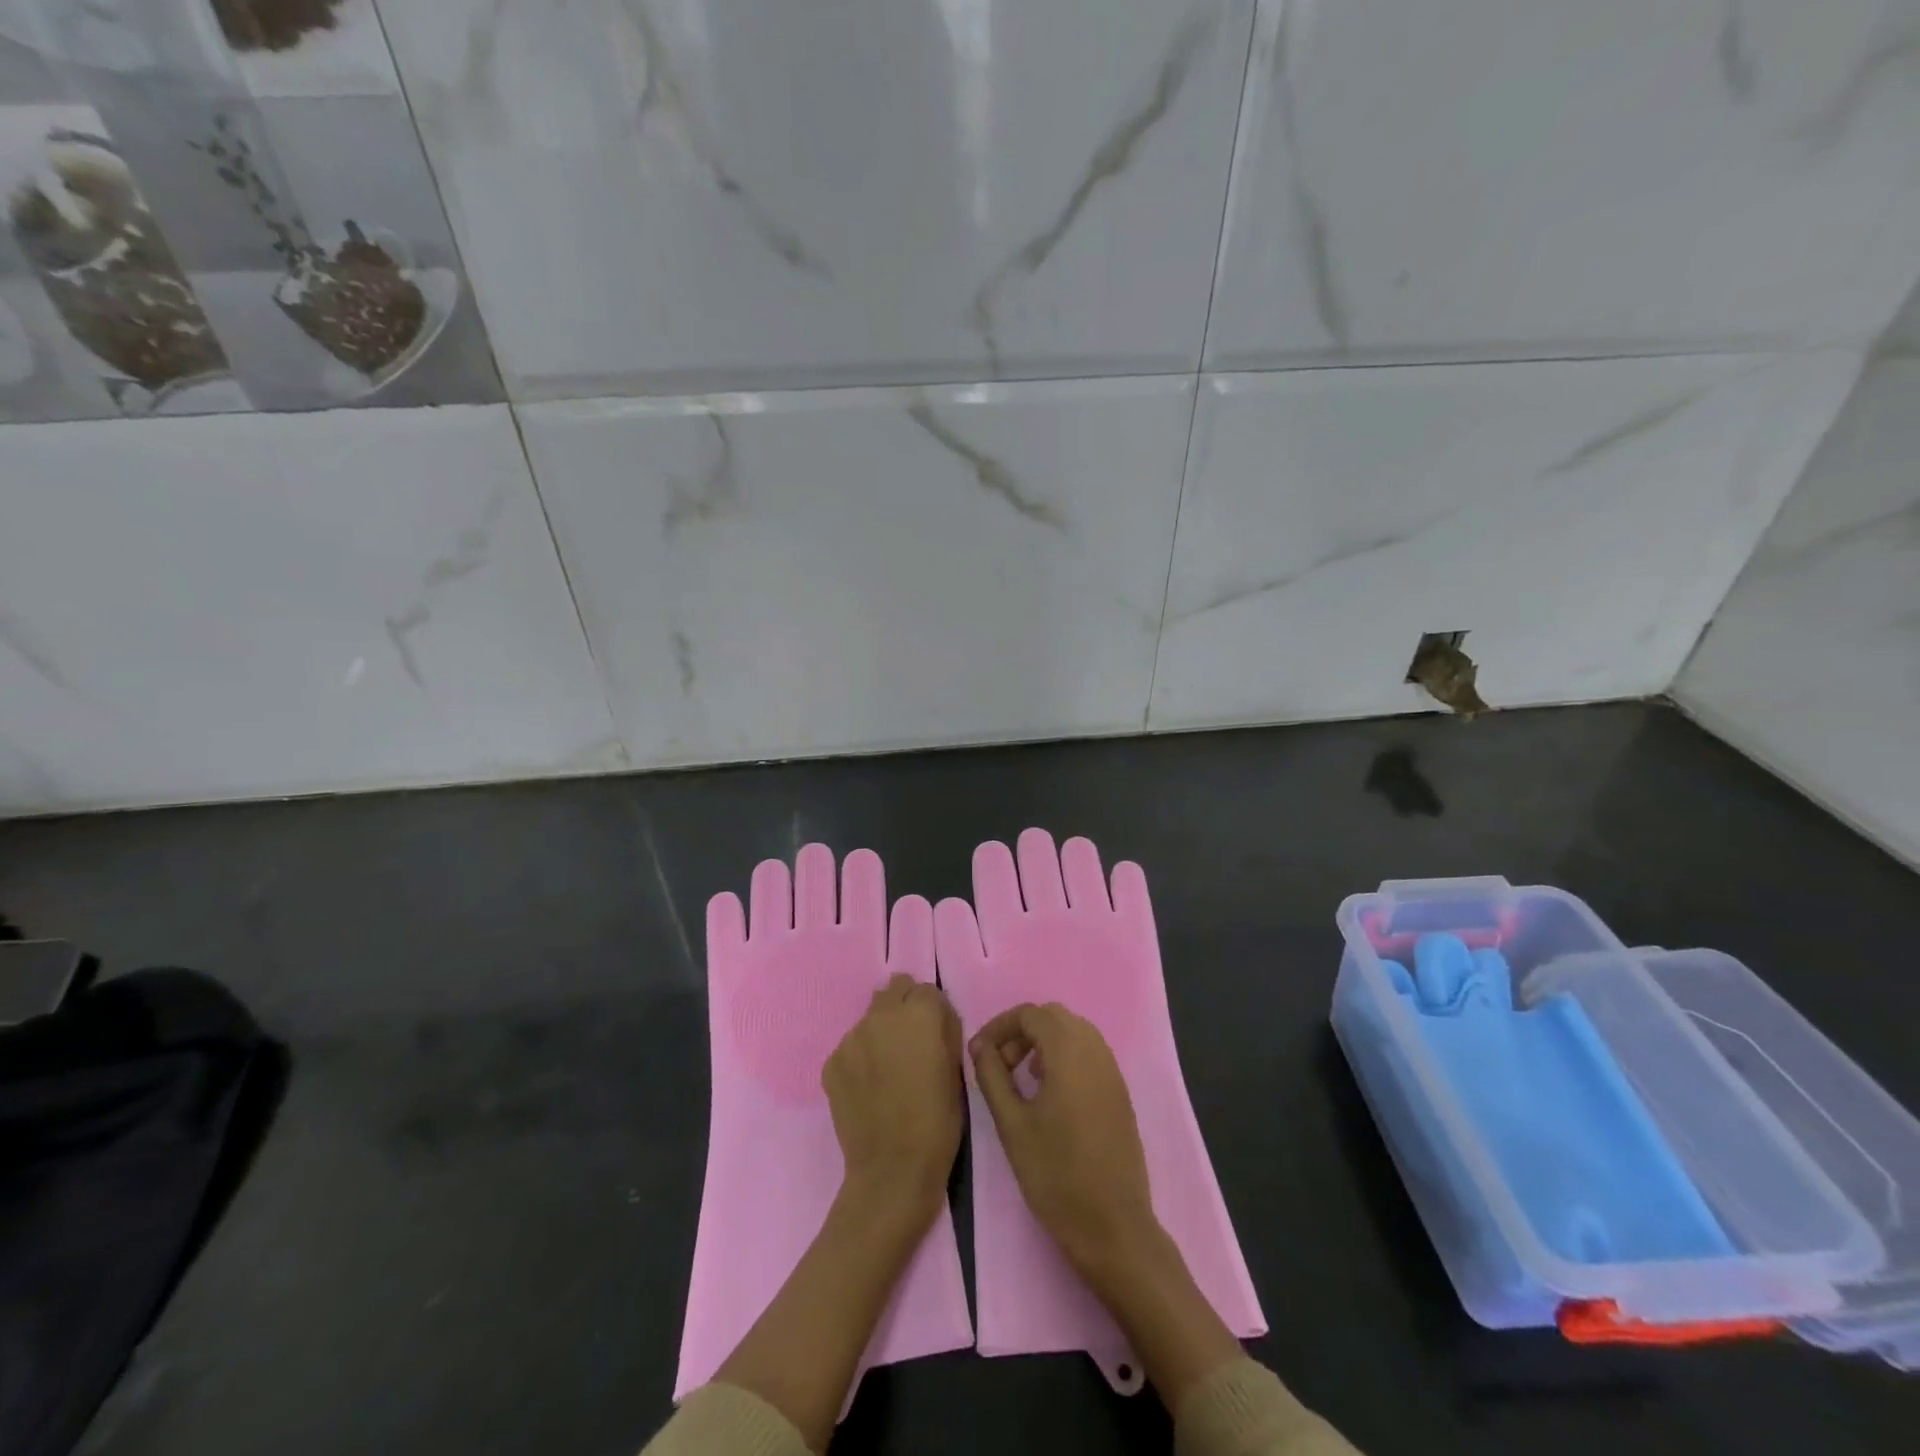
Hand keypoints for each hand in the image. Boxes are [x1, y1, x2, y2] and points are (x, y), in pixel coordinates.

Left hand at [825, 973, 963, 1228]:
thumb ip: (945, 1031)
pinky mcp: (832, 1062)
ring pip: (871, 1018)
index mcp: (919, 1015)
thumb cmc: (938, 1121)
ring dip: (882, 1032)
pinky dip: (862, 1058)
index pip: (926, 990)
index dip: (934, 1011)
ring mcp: (852, 1037)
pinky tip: (870, 1088)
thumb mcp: (957, 1070)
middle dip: (905, 1007)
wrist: (892, 1169)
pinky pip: (851, 1046)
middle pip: (894, 990)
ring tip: (889, 1070)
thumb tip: (936, 1017)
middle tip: (912, 1042)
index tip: (936, 1034)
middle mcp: (882, 1016)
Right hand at [969, 1001, 1159, 1279]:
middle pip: (1054, 1016)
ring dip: (1044, 1042)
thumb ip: (992, 1076)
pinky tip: (1050, 1093)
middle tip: (1000, 1063)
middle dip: (1022, 1031)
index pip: (1030, 1014)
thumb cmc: (1055, 1174)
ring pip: (1074, 1032)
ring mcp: (1112, 1070)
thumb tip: (980, 1045)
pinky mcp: (1119, 1091)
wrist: (1113, 1226)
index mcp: (1069, 1051)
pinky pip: (1089, 1053)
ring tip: (1023, 1077)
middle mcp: (1095, 1050)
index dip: (1000, 1026)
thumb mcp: (1012, 1124)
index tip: (979, 1053)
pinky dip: (1065, 1056)